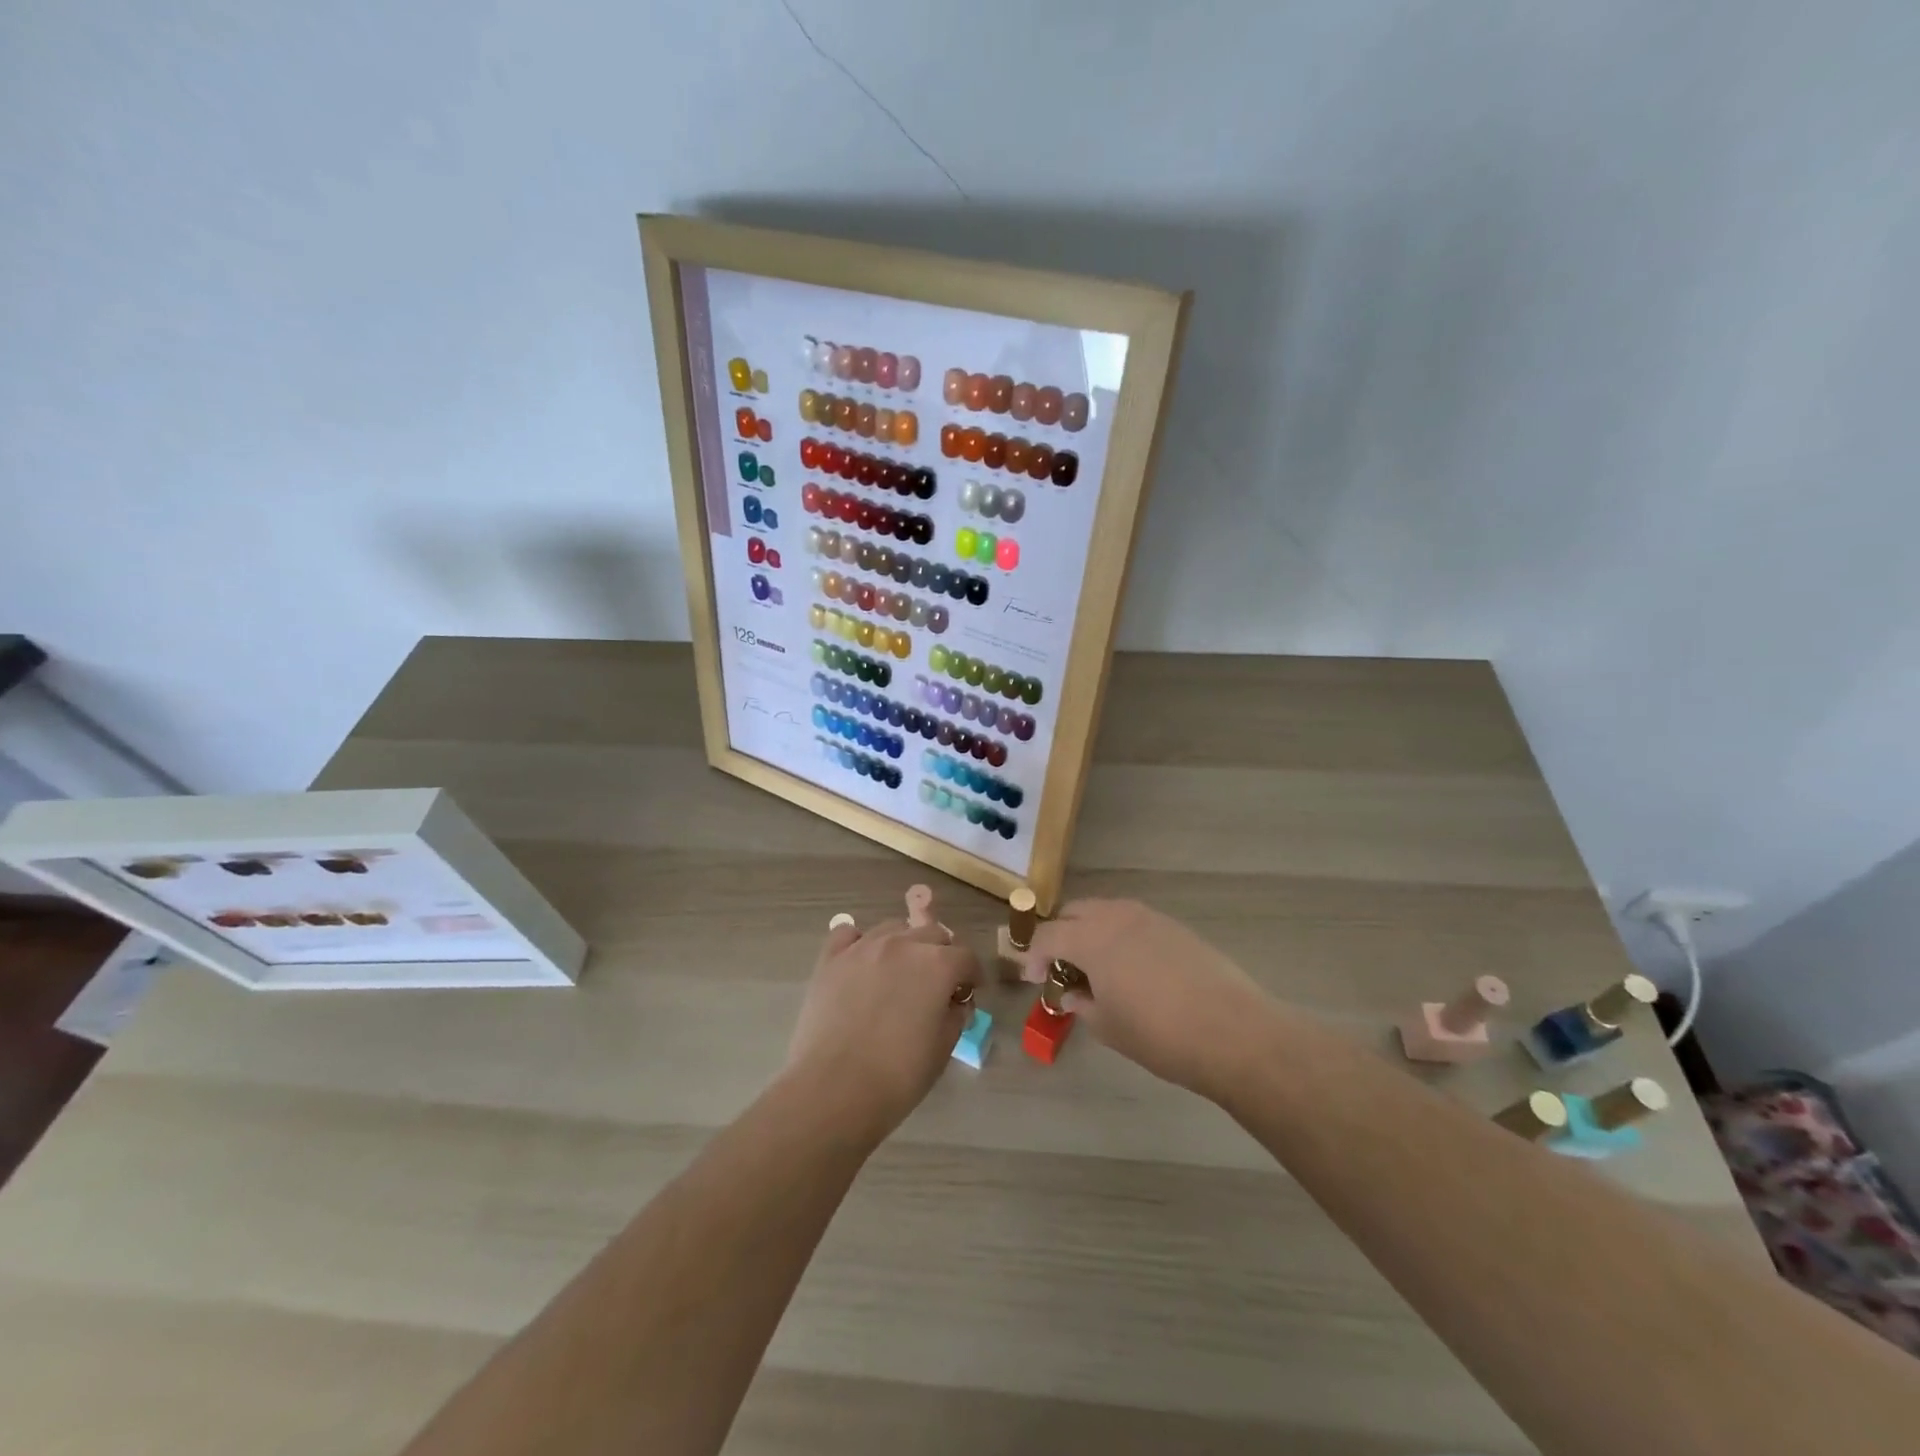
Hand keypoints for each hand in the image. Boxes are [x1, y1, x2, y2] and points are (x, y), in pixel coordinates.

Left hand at [785, 918, 980, 1141]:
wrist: (834, 1089)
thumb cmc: (898, 1075)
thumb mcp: (942, 1049)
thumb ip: (954, 1016)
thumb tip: (953, 1003)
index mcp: (937, 965)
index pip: (965, 957)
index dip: (971, 975)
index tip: (969, 992)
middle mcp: (902, 944)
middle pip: (931, 933)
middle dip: (941, 955)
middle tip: (937, 983)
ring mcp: (863, 947)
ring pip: (893, 928)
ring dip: (904, 945)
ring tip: (899, 972)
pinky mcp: (831, 959)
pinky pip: (848, 933)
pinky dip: (858, 942)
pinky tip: (861, 962)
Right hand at [1021, 899, 1277, 1101]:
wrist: (1233, 1031)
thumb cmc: (1160, 1034)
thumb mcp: (1109, 1027)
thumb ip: (1082, 1005)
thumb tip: (1071, 994)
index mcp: (1091, 938)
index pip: (1048, 935)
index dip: (1034, 956)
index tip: (1033, 979)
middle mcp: (1116, 916)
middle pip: (1074, 912)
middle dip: (1060, 935)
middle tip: (1061, 967)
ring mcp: (1149, 917)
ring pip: (1105, 911)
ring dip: (1090, 931)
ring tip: (1095, 966)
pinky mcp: (1175, 926)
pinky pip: (1133, 920)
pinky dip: (1119, 935)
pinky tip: (1131, 967)